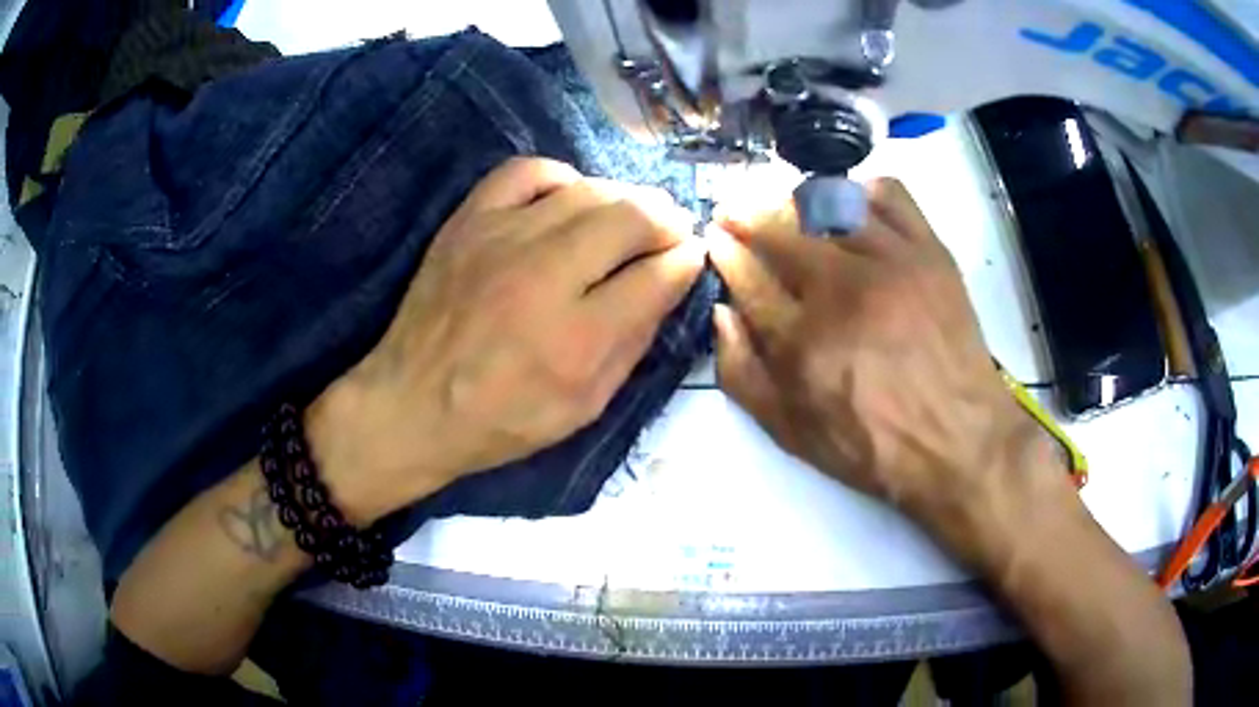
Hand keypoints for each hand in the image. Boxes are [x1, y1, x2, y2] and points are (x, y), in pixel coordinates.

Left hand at [309, 158, 705, 524]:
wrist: (412, 403)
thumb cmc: (502, 419)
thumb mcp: (584, 406)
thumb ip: (633, 343)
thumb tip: (669, 283)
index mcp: (577, 338)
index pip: (658, 275)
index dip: (687, 261)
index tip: (692, 257)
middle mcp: (543, 276)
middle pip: (631, 217)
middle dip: (667, 220)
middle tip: (672, 231)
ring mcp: (501, 238)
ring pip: (589, 190)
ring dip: (625, 198)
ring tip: (633, 215)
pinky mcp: (468, 221)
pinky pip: (526, 171)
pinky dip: (561, 177)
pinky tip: (570, 198)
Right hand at [707, 178, 1054, 538]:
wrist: (959, 441)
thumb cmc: (873, 446)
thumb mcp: (791, 434)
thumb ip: (742, 375)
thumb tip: (721, 313)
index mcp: (803, 341)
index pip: (748, 276)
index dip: (725, 252)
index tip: (716, 240)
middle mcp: (843, 289)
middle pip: (780, 229)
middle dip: (744, 215)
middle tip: (734, 213)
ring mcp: (891, 262)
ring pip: (829, 202)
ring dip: (794, 199)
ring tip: (786, 208)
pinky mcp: (930, 251)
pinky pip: (889, 194)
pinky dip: (862, 191)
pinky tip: (851, 208)